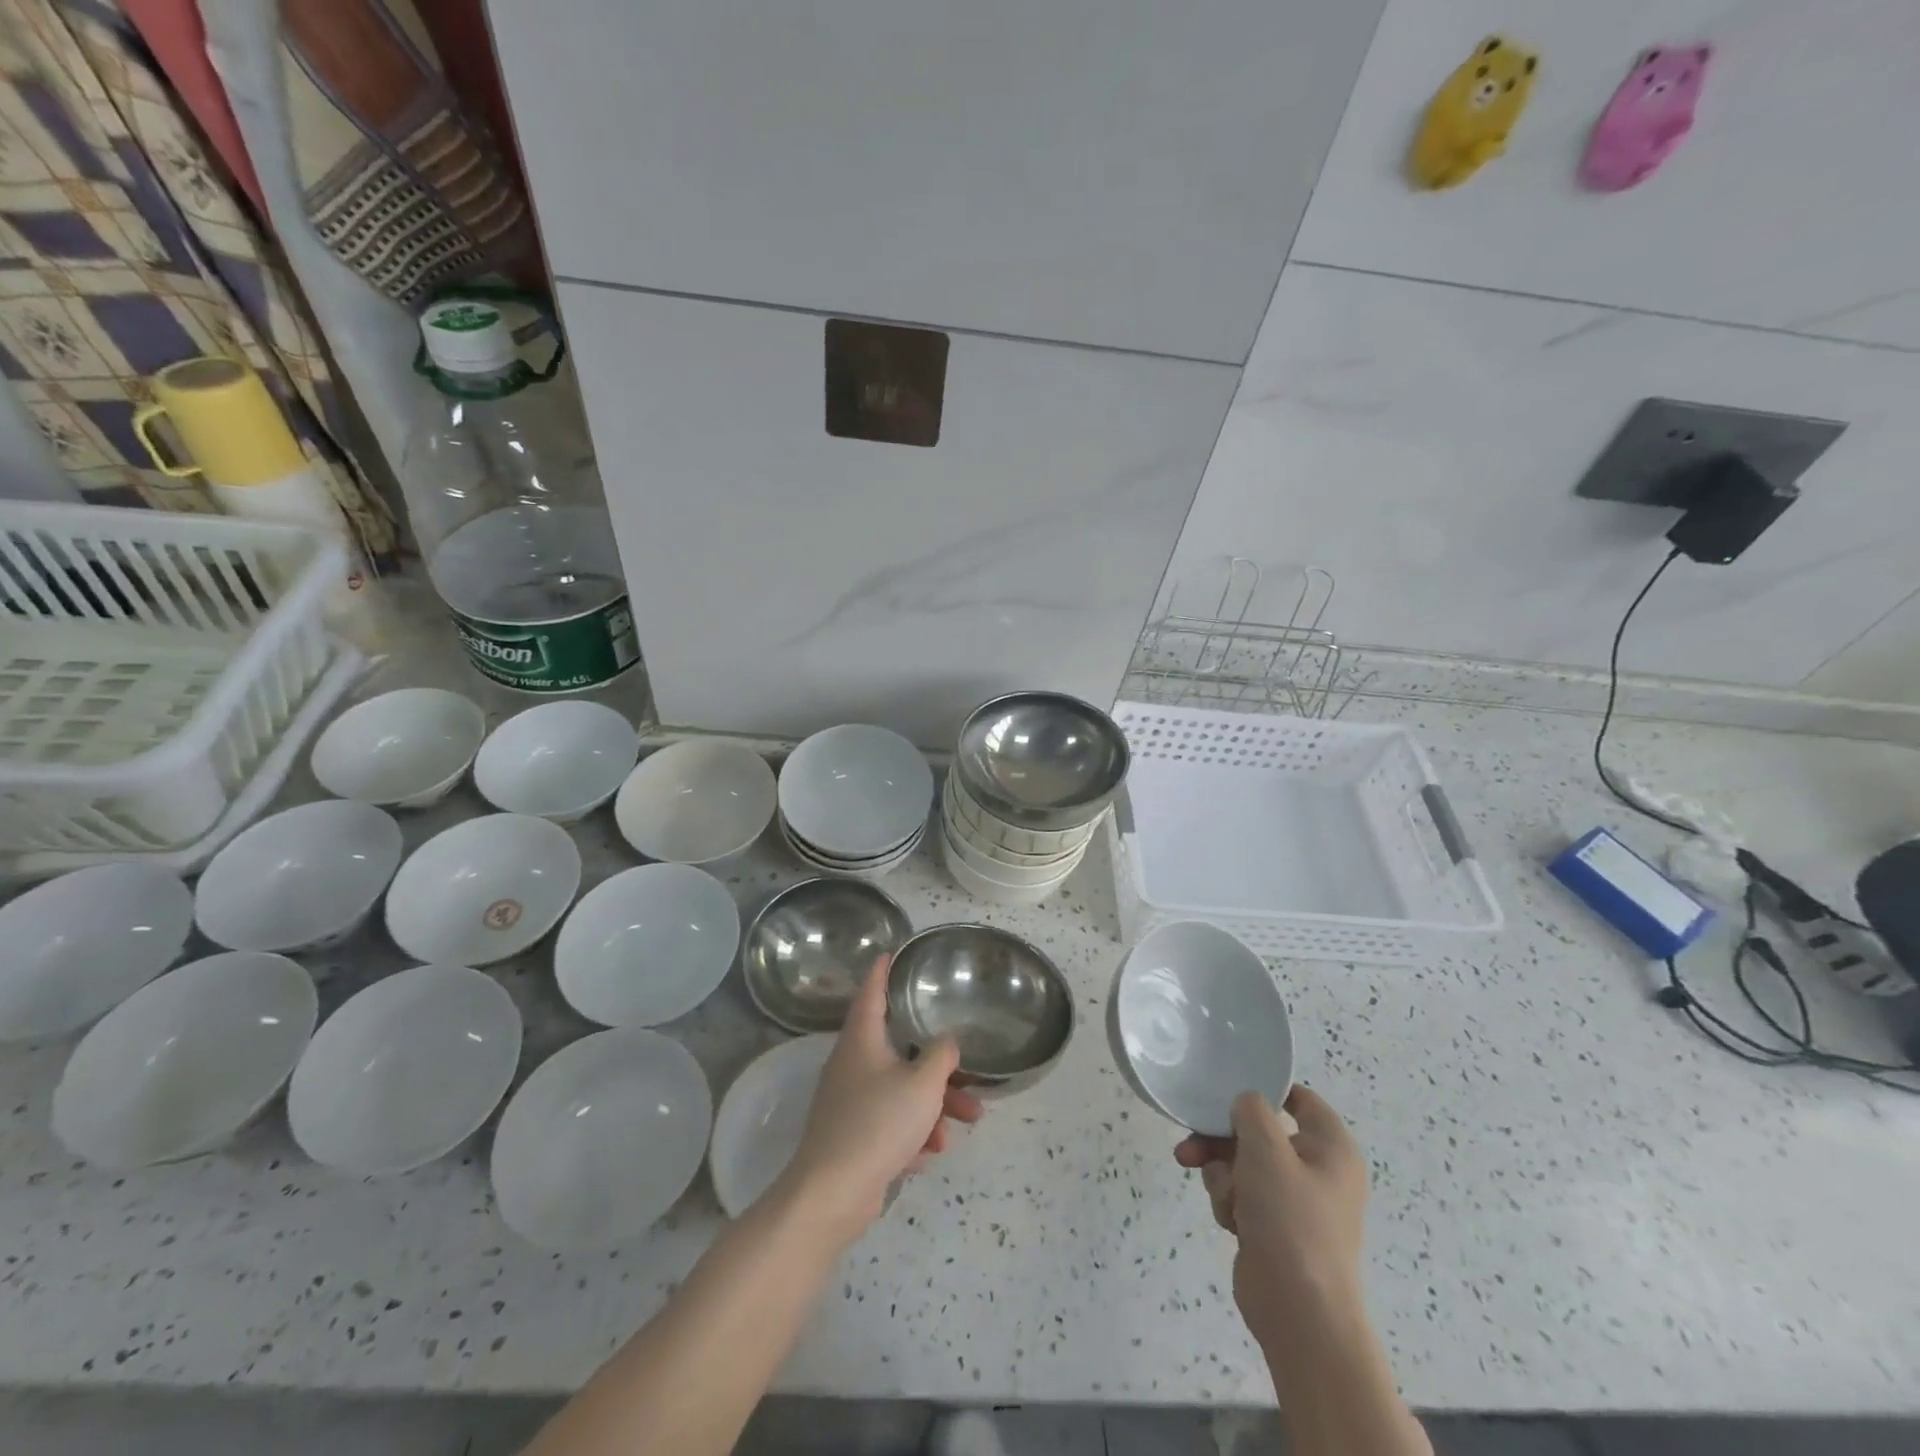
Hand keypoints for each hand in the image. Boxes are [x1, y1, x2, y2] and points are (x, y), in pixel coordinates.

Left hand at [777, 956, 983, 1245]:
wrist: (833, 1194)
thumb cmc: (878, 1123)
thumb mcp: (922, 1084)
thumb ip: (941, 1056)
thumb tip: (946, 1043)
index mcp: (862, 1039)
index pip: (871, 992)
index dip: (882, 971)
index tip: (890, 953)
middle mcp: (852, 1063)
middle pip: (900, 1051)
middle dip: (937, 1067)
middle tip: (968, 1077)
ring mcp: (849, 1101)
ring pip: (900, 1090)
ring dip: (933, 1105)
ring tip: (964, 1125)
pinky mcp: (851, 1135)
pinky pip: (890, 1122)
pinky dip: (912, 1133)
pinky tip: (929, 1155)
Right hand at [1174, 1087, 1368, 1356]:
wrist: (1299, 1313)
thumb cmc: (1291, 1220)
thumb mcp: (1267, 1150)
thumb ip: (1251, 1111)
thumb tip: (1245, 1104)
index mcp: (1331, 1147)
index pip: (1299, 1098)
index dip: (1265, 1088)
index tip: (1227, 1087)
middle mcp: (1317, 1169)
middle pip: (1259, 1131)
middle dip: (1221, 1140)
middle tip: (1191, 1145)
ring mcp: (1296, 1200)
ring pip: (1242, 1162)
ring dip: (1222, 1174)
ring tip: (1221, 1196)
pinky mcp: (1274, 1226)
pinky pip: (1242, 1193)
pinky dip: (1229, 1200)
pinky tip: (1230, 1220)